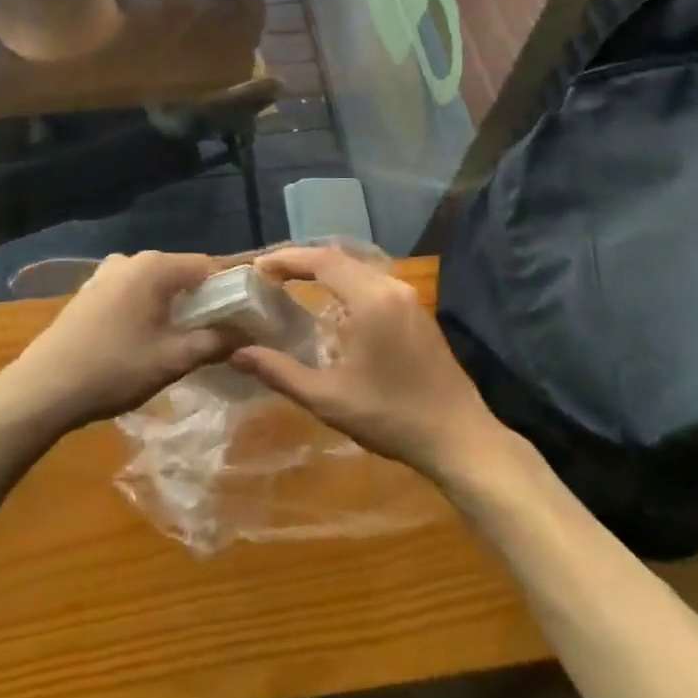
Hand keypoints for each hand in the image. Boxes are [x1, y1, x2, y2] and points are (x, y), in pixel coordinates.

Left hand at [0, 251, 230, 431]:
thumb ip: (213, 343)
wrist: (43, 389)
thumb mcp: (172, 360)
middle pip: (181, 273)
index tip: (244, 316)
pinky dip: (147, 309)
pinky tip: (145, 340)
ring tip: (183, 341)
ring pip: (155, 285)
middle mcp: (131, 260)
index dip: (230, 289)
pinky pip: (131, 293)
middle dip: (202, 300)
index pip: (208, 266)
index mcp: (155, 267)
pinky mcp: (89, 293)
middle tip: (217, 334)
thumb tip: (244, 335)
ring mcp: (105, 274)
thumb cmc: (114, 369)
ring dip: (172, 307)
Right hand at [230, 247, 501, 484]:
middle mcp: (391, 287)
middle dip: (302, 263)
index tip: (257, 269)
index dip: (287, 259)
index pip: (322, 260)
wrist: (458, 437)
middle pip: (340, 259)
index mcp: (370, 299)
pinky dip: (346, 286)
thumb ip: (281, 372)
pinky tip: (331, 310)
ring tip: (292, 287)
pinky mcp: (417, 313)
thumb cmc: (390, 416)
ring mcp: (408, 299)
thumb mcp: (328, 398)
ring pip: (358, 270)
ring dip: (325, 273)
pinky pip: (374, 284)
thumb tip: (238, 354)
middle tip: (269, 277)